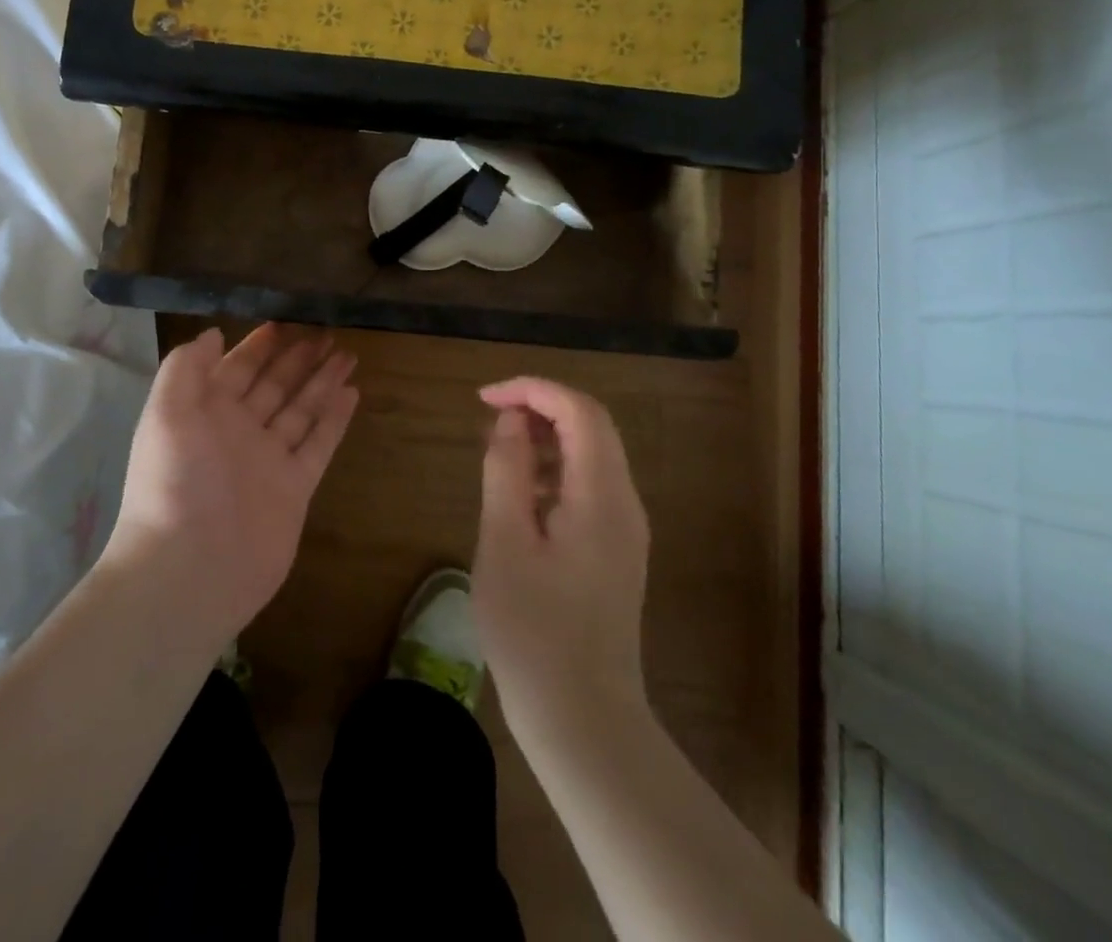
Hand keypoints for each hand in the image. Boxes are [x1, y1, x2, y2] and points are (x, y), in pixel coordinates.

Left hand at [102, 324, 358, 644]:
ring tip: (347, 354)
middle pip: (274, 385)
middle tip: (327, 331)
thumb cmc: (174, 482)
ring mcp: (269, 460)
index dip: (260, 345)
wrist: (190, 568)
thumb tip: (212, 334)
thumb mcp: (166, 413)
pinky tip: (351, 393)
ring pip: (301, 409)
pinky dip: (335, 419)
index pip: (237, 368)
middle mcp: (239, 432)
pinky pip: (319, 444)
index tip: (285, 320)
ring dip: (322, 381)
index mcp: (206, 413)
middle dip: (298, 358)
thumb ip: (186, 368)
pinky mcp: (295, 487)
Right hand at [472, 377, 650, 737]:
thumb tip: (511, 421)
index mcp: (602, 496)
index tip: (485, 398)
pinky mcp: (617, 551)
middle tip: (490, 419)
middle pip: (592, 426)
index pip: (579, 410)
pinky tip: (519, 496)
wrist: (584, 721)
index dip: (533, 389)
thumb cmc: (533, 631)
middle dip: (541, 408)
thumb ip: (506, 470)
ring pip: (592, 455)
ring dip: (547, 439)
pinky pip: (590, 487)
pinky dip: (555, 471)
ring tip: (498, 453)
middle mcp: (625, 503)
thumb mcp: (504, 542)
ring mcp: (626, 529)